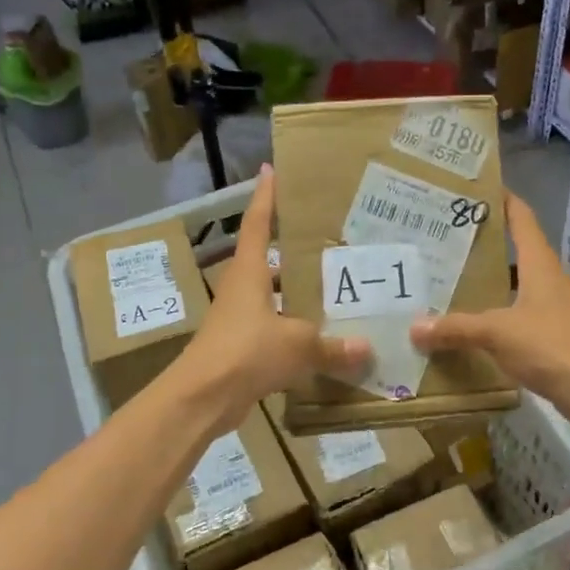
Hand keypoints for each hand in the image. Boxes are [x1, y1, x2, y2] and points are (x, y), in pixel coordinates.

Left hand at [174, 167, 368, 428]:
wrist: (202, 398)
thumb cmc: (246, 352)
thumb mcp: (297, 344)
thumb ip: (332, 346)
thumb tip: (367, 348)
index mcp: (250, 274)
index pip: (258, 225)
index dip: (266, 198)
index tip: (271, 170)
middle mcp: (242, 290)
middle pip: (268, 261)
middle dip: (293, 250)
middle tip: (327, 238)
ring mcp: (240, 321)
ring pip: (274, 298)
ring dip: (297, 294)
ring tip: (334, 288)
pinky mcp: (242, 349)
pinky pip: (275, 331)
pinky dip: (296, 331)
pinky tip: (322, 338)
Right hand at [409, 193, 569, 417]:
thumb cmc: (550, 345)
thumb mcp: (497, 332)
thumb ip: (456, 327)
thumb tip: (414, 327)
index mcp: (538, 263)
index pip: (521, 217)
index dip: (502, 200)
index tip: (474, 189)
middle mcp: (546, 278)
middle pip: (514, 249)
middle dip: (483, 242)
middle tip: (443, 238)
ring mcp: (550, 306)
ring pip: (513, 283)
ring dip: (487, 280)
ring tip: (447, 278)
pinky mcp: (549, 333)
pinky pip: (515, 313)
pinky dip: (493, 312)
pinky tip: (468, 323)